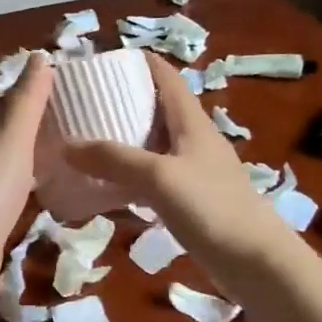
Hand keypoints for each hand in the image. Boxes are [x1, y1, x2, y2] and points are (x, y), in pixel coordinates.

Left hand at [0, 52, 53, 295]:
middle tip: (71, 122)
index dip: (22, 93)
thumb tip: (40, 55)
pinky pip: (10, 190)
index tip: (57, 92)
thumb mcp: (13, 132)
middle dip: (29, 126)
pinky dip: (29, 184)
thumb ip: (28, 97)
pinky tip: (51, 187)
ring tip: (68, 151)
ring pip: (5, 161)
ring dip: (30, 156)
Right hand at [66, 53, 282, 266]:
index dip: (140, 63)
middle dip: (124, 102)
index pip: (167, 78)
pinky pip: (154, 179)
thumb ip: (114, 160)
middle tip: (85, 103)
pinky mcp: (191, 201)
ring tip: (87, 141)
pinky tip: (107, 188)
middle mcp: (194, 141)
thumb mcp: (158, 177)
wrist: (255, 262)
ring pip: (154, 146)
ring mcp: (194, 172)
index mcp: (192, 123)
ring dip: (125, 141)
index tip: (105, 60)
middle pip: (157, 109)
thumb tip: (66, 147)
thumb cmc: (212, 207)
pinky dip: (130, 176)